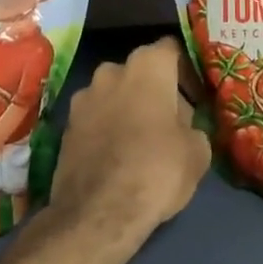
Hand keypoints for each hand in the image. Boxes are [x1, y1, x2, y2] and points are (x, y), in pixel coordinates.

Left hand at [51, 38, 208, 235]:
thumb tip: (183, 126)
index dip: (186, 71)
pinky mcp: (65, 125)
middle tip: (170, 121)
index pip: (172, 49)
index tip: (196, 97)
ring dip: (128, 108)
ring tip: (140, 141)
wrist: (97, 214)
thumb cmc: (156, 170)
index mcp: (148, 65)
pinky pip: (95, 117)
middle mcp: (112, 70)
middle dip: (155, 90)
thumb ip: (194, 126)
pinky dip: (106, 128)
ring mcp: (83, 96)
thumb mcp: (197, 151)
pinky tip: (116, 156)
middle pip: (141, 71)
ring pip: (115, 93)